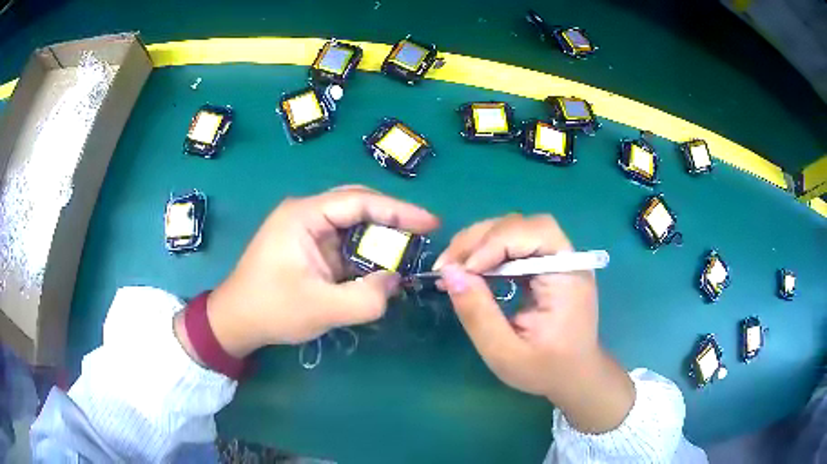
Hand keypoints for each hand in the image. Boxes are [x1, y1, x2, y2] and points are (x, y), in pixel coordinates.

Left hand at [188, 186, 438, 357]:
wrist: (236, 321)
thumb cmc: (271, 310)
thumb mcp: (321, 309)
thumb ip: (366, 298)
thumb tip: (396, 280)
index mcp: (303, 215)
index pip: (359, 201)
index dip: (399, 210)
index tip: (431, 222)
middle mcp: (305, 213)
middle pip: (358, 205)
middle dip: (392, 219)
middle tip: (423, 234)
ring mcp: (306, 229)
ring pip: (353, 224)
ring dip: (379, 238)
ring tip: (408, 252)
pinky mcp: (308, 246)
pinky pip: (344, 243)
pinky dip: (365, 254)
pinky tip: (381, 267)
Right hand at [435, 214, 633, 432]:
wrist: (574, 375)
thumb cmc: (545, 370)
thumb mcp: (505, 353)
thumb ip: (478, 315)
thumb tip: (450, 273)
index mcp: (568, 275)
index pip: (534, 233)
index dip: (494, 244)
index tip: (461, 271)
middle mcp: (566, 258)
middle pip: (521, 225)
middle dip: (480, 239)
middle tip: (447, 265)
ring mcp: (556, 259)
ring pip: (514, 230)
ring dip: (479, 242)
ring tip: (453, 267)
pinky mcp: (546, 264)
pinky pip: (514, 245)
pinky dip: (488, 252)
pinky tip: (471, 270)